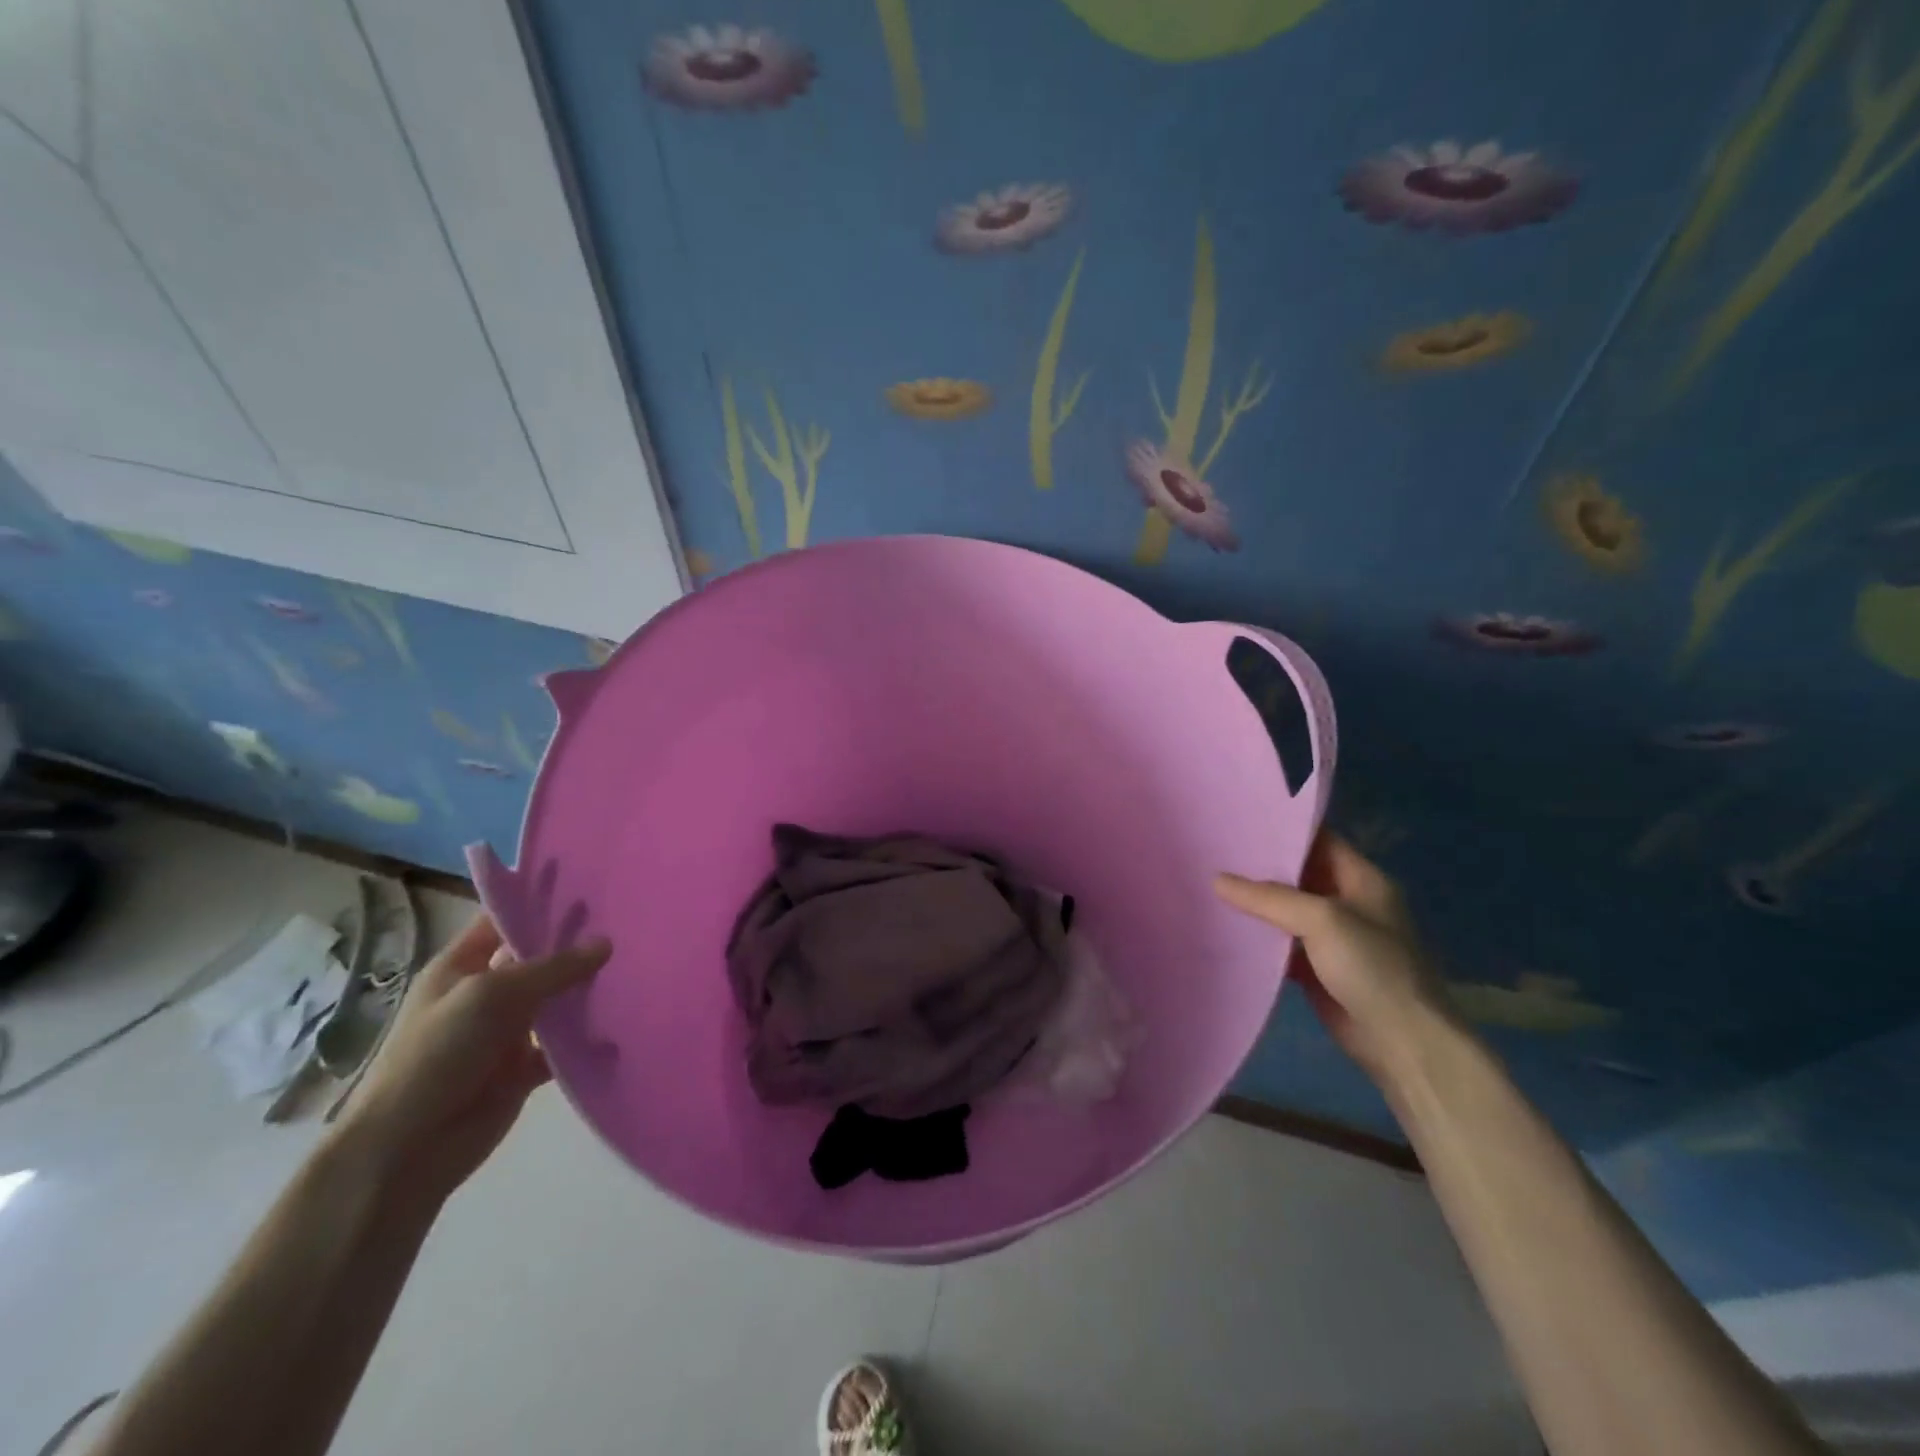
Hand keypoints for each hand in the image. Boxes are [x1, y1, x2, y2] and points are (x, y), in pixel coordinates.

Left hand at [334, 913, 609, 1202]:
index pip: (502, 920)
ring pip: (556, 999)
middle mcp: (486, 993)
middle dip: (576, 943)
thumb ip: (552, 968)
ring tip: (638, 964)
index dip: (539, 903)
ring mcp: (505, 1032)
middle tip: (630, 921)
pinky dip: (589, 1036)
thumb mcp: (492, 995)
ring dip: (588, 988)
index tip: (590, 885)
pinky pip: (565, 1044)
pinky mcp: (523, 1068)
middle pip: (537, 958)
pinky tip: (624, 1019)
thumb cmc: (437, 1054)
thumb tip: (606, 943)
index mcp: (461, 967)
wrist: (408, 1148)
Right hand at [1215, 833, 1451, 1084]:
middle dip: (1260, 864)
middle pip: (1298, 873)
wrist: (1402, 1043)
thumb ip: (1269, 897)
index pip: (1319, 840)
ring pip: (1286, 909)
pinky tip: (1224, 926)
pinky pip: (1281, 942)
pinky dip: (1257, 936)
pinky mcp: (1316, 968)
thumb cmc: (1373, 968)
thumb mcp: (1322, 920)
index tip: (1239, 820)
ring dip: (1255, 901)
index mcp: (1362, 880)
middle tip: (1213, 850)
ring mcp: (1332, 937)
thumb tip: (1218, 880)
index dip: (1282, 829)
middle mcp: (1348, 902)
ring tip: (1208, 881)